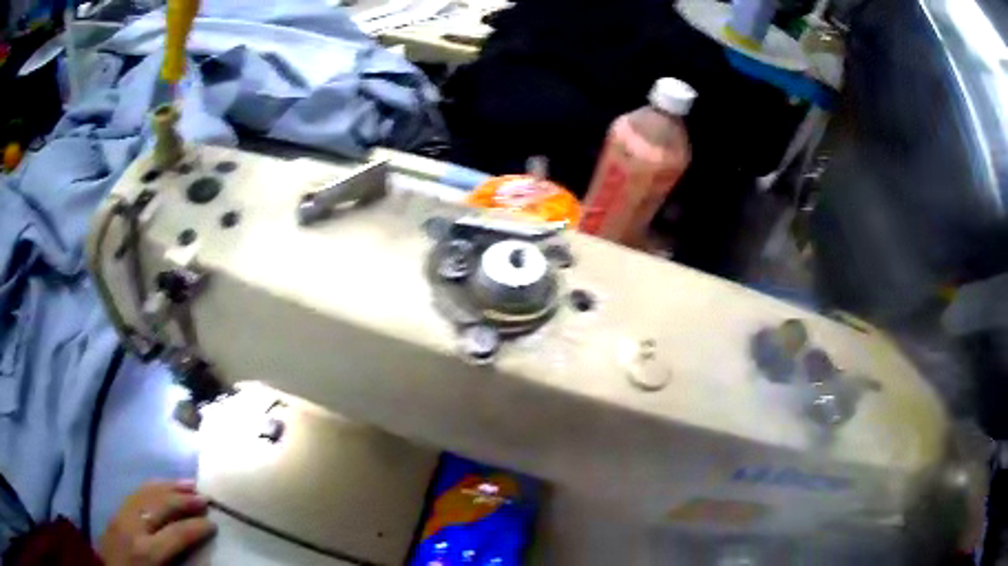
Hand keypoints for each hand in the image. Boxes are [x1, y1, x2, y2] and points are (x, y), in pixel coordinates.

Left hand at [98, 480, 215, 565]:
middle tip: (204, 498)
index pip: (176, 534)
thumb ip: (174, 562)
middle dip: (183, 500)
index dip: (196, 528)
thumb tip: (191, 546)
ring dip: (169, 487)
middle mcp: (133, 527)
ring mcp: (121, 516)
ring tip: (188, 484)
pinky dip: (153, 487)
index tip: (213, 524)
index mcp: (146, 551)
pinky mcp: (115, 511)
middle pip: (160, 506)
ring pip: (147, 493)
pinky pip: (136, 493)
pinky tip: (163, 486)